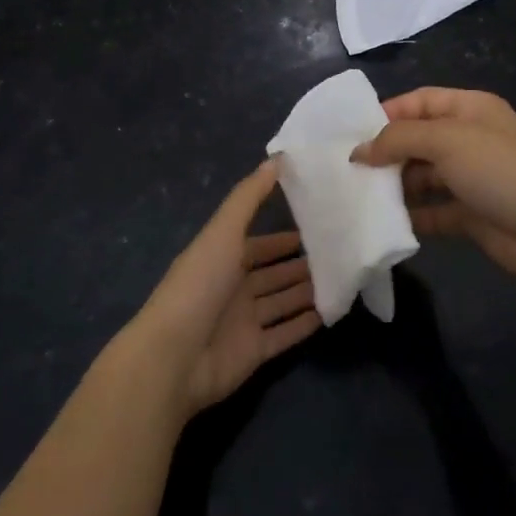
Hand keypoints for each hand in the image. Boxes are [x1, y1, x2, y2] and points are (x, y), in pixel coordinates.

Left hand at [134, 161, 321, 414]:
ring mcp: (243, 322)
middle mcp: (233, 288)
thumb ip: (249, 196)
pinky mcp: (254, 352)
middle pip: (273, 274)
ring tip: (342, 278)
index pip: (259, 244)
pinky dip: (305, 325)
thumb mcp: (223, 232)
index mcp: (222, 258)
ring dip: (307, 292)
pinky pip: (285, 335)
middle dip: (300, 264)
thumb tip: (278, 157)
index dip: (284, 237)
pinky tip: (331, 312)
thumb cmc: (199, 285)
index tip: (318, 225)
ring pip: (282, 302)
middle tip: (339, 253)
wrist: (173, 358)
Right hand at [353, 88, 515, 292]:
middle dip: (386, 152)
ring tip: (358, 196)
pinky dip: (411, 216)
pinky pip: (433, 210)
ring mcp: (471, 178)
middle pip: (418, 139)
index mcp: (469, 109)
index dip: (387, 113)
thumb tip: (360, 150)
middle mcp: (469, 139)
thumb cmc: (500, 169)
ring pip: (422, 176)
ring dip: (395, 186)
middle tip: (348, 170)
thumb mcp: (447, 140)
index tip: (351, 134)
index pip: (420, 101)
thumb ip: (399, 139)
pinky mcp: (471, 214)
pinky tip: (384, 223)